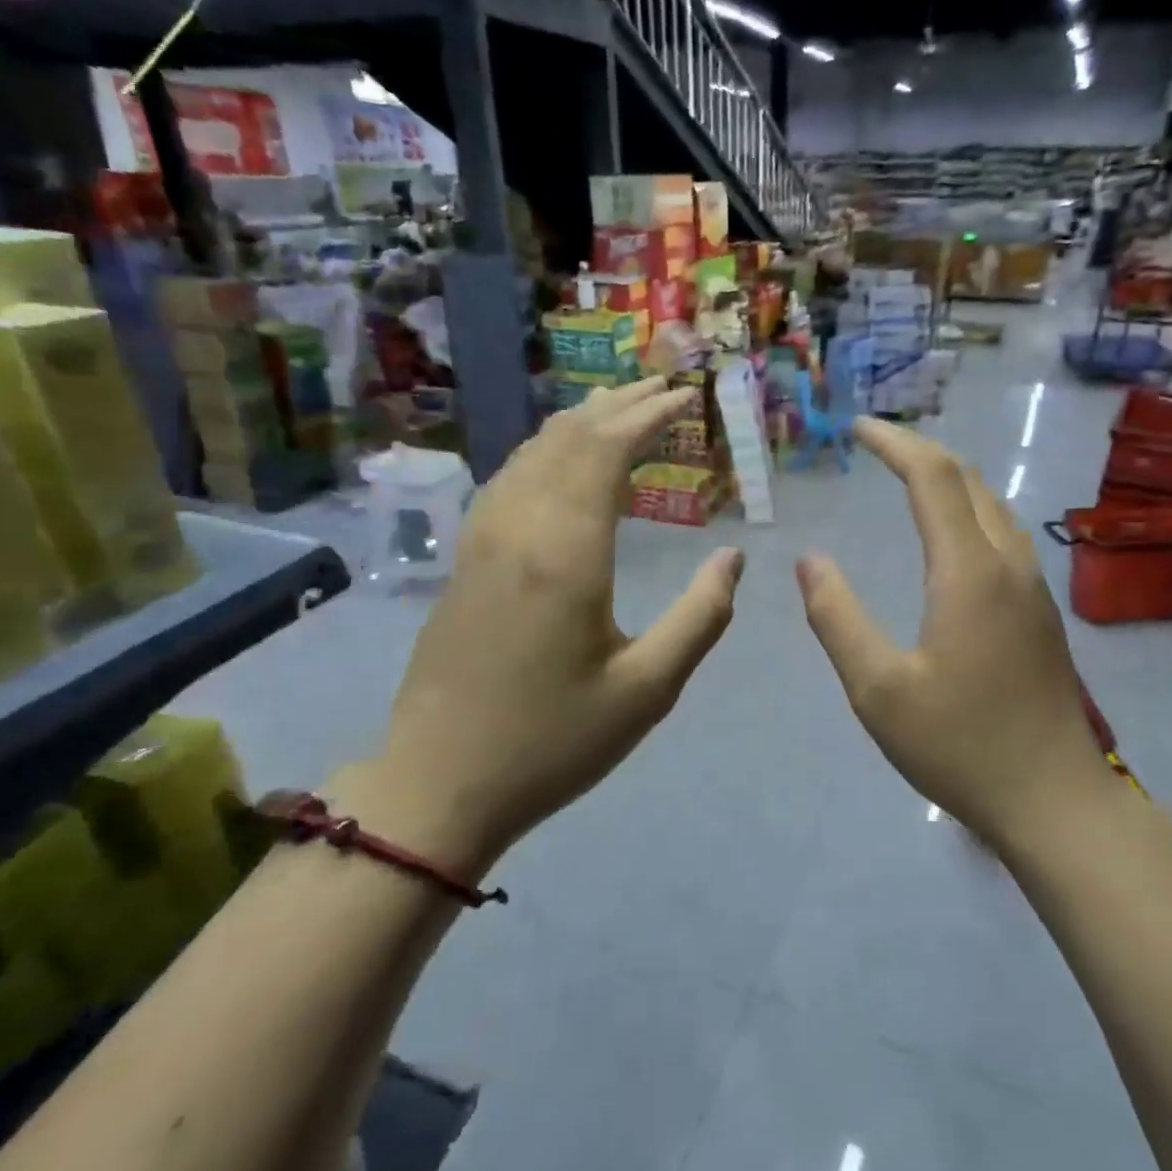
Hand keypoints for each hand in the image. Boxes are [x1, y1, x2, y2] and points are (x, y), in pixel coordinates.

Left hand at [333, 380, 743, 875]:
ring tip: (623, 410)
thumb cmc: (552, 741)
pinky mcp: (465, 559)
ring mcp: (482, 540)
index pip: (606, 450)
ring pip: (532, 451)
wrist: (438, 783)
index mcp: (566, 552)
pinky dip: (547, 450)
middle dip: (620, 404)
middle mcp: (519, 527)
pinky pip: (510, 477)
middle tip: (666, 387)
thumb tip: (734, 558)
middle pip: (569, 437)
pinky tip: (561, 460)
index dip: (649, 414)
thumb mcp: (647, 690)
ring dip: (581, 422)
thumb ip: (700, 617)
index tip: (688, 398)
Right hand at [797, 418, 1105, 848]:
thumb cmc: (960, 744)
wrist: (1054, 798)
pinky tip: (950, 536)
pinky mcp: (1041, 612)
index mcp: (969, 572)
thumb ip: (837, 618)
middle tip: (876, 446)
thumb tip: (810, 560)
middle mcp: (1008, 564)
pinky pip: (1003, 534)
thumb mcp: (878, 689)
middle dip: (920, 452)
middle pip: (968, 480)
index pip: (933, 478)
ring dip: (949, 479)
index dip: (895, 444)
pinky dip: (968, 510)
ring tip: (907, 478)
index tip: (858, 428)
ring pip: (992, 506)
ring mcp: (1032, 588)